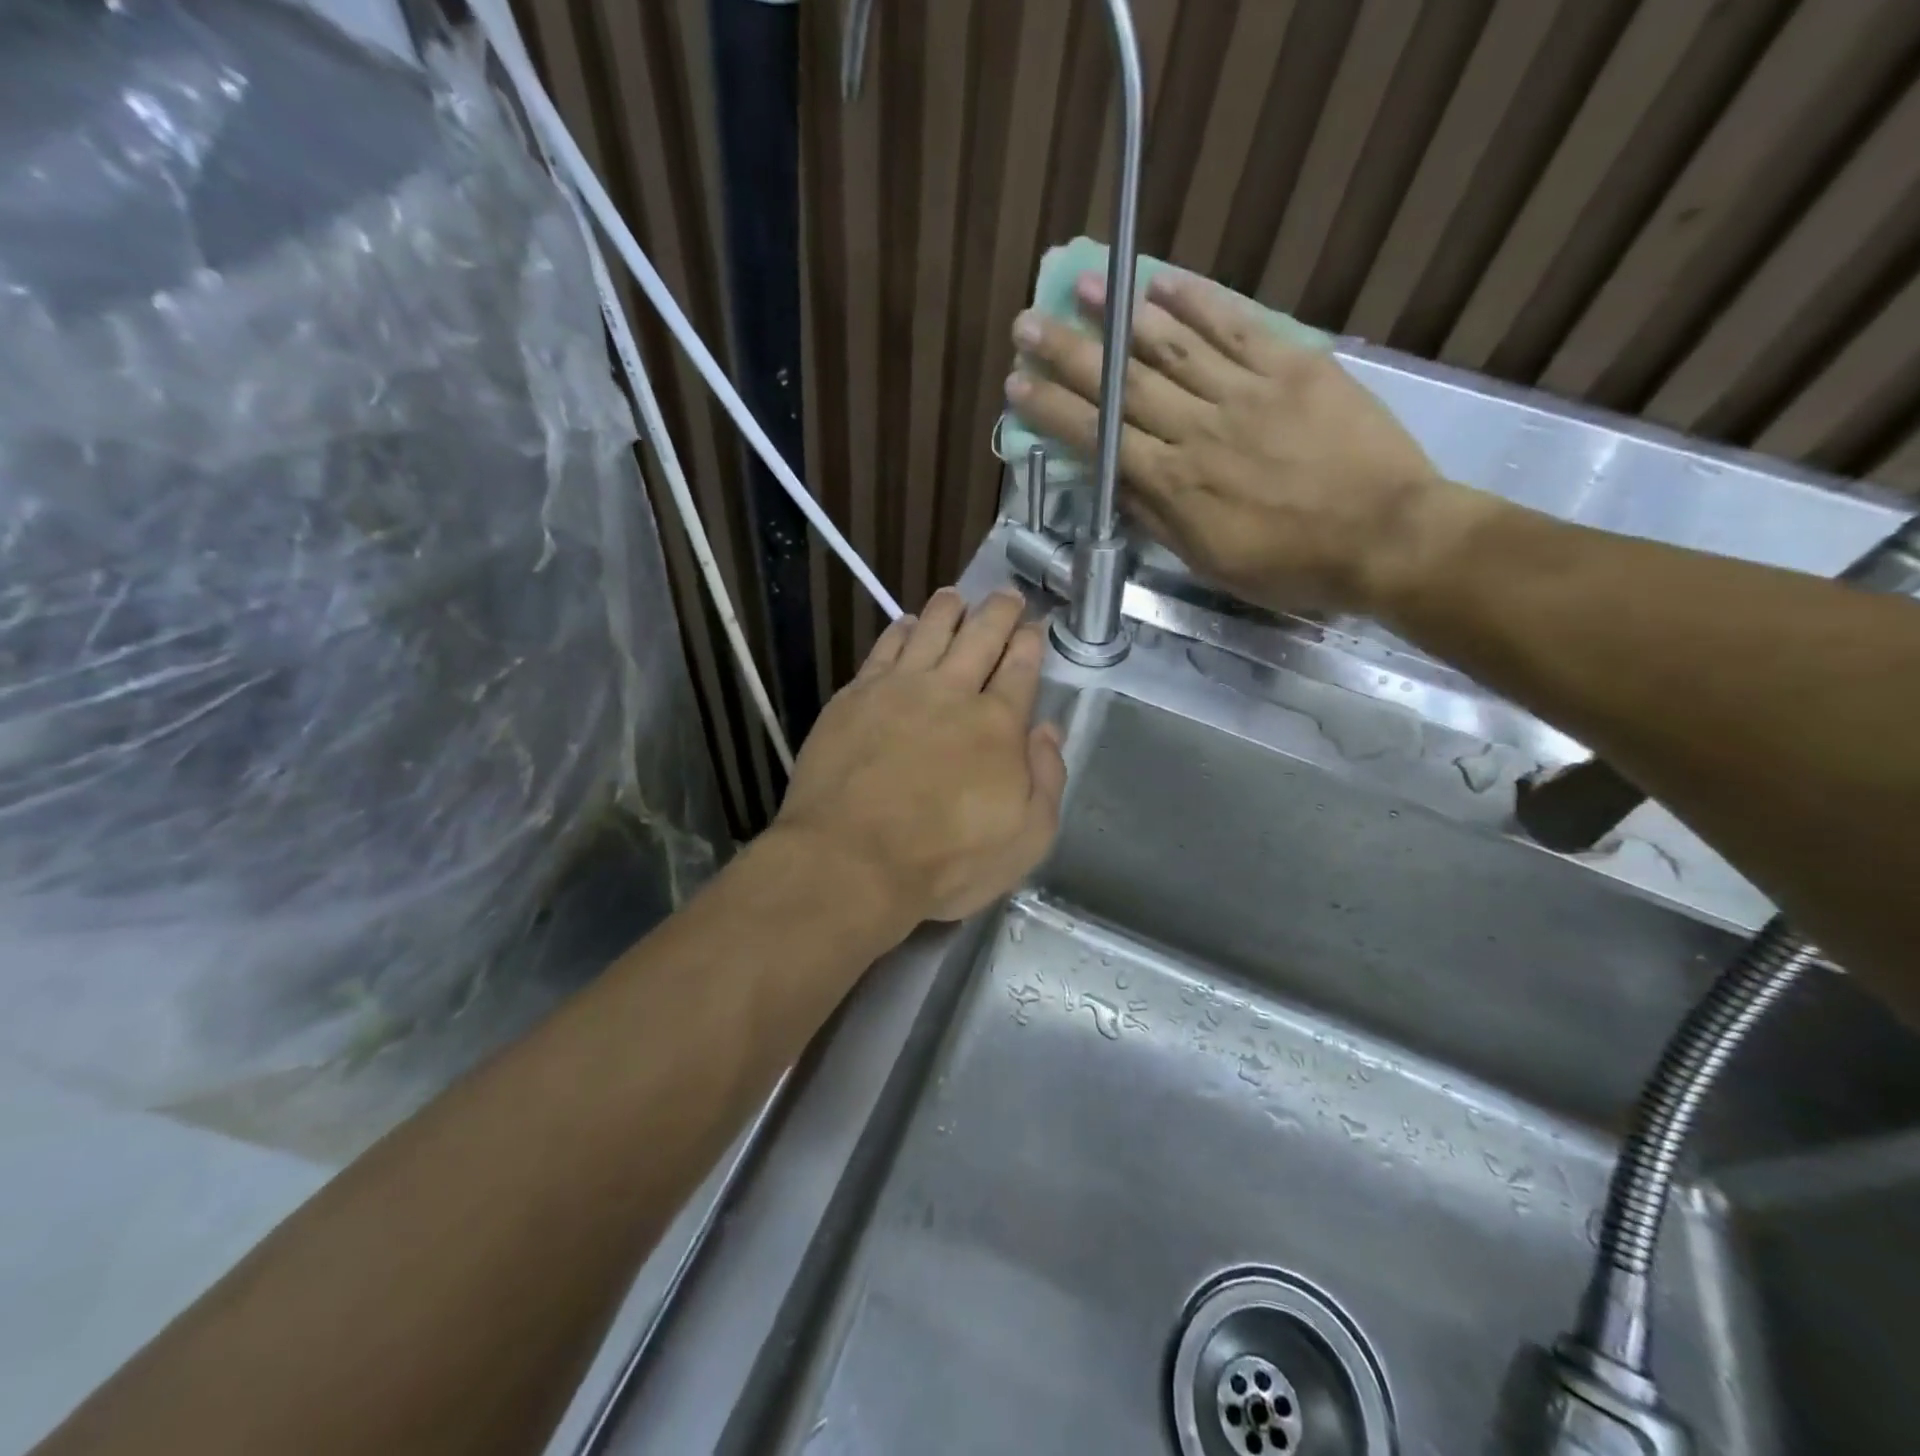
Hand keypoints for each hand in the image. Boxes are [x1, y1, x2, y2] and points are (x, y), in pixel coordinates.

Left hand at [771, 588, 1065, 931]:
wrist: (852, 860)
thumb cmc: (946, 860)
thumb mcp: (1026, 839)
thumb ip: (1046, 778)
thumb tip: (1048, 730)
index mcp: (998, 724)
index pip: (1020, 669)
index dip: (1030, 643)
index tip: (1034, 626)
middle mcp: (952, 692)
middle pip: (981, 636)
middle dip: (999, 612)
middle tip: (1007, 595)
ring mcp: (899, 688)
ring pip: (931, 630)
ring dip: (949, 609)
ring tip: (958, 596)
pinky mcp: (855, 696)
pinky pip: (884, 648)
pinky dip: (901, 629)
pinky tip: (907, 623)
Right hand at [1005, 270, 1499, 615]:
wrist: (1385, 537)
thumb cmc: (1291, 565)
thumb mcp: (1209, 560)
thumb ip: (1158, 518)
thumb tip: (1114, 483)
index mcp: (1175, 483)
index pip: (1099, 437)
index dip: (1053, 410)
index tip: (1018, 385)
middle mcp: (1198, 429)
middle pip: (1123, 384)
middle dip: (1070, 353)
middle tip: (1028, 323)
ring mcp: (1245, 392)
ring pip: (1172, 346)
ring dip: (1123, 315)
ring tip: (1086, 285)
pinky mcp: (1292, 366)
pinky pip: (1237, 327)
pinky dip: (1198, 301)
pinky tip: (1163, 282)